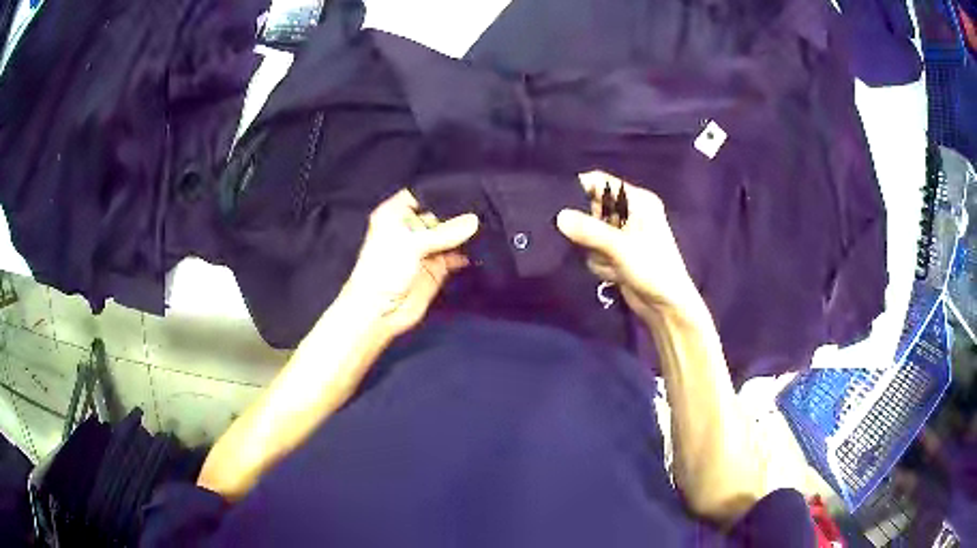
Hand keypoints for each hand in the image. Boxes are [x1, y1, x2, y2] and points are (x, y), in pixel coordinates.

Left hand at [340, 189, 478, 338]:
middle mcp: (411, 227)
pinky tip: (485, 248)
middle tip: (489, 205)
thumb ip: (444, 232)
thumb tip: (475, 220)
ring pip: (450, 234)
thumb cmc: (384, 270)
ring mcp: (425, 248)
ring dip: (467, 233)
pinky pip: (456, 255)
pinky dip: (468, 253)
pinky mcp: (437, 268)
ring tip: (492, 223)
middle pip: (440, 213)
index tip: (471, 187)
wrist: (378, 313)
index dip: (442, 191)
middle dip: (461, 211)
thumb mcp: (411, 244)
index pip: (422, 194)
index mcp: (396, 214)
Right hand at [556, 171, 705, 323]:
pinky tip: (614, 274)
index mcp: (638, 201)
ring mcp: (622, 235)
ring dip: (595, 251)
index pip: (601, 183)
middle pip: (592, 208)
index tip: (557, 202)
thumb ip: (589, 230)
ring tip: (611, 263)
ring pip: (589, 233)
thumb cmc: (652, 268)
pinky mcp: (616, 254)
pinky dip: (600, 263)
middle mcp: (629, 213)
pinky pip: (594, 251)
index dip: (580, 188)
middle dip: (588, 228)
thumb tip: (558, 217)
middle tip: (588, 241)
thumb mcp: (620, 247)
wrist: (666, 307)